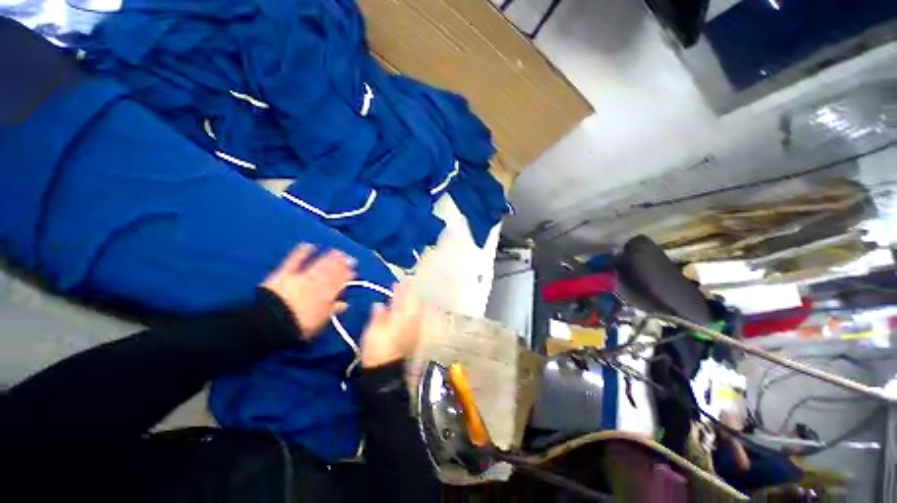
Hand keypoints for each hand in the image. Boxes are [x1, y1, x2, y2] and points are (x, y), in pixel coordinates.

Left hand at [262, 244, 355, 337]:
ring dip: (329, 257)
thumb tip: (345, 304)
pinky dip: (302, 252)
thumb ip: (333, 310)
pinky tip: (309, 245)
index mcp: (327, 294)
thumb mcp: (320, 321)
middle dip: (342, 264)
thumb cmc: (298, 325)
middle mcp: (318, 282)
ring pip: (319, 264)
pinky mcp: (285, 273)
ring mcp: (302, 276)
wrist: (270, 322)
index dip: (348, 276)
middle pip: (332, 271)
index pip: (340, 282)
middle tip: (350, 258)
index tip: (354, 271)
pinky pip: (294, 260)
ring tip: (337, 251)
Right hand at [360, 283, 426, 367]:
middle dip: (410, 292)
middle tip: (405, 285)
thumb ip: (378, 316)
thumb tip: (379, 304)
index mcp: (400, 316)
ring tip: (408, 294)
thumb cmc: (377, 349)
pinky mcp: (414, 334)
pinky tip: (412, 309)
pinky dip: (415, 310)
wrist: (386, 369)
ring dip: (413, 300)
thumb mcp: (372, 331)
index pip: (402, 299)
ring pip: (417, 308)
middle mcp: (410, 320)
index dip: (400, 290)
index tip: (397, 282)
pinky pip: (417, 317)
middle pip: (413, 302)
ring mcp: (414, 327)